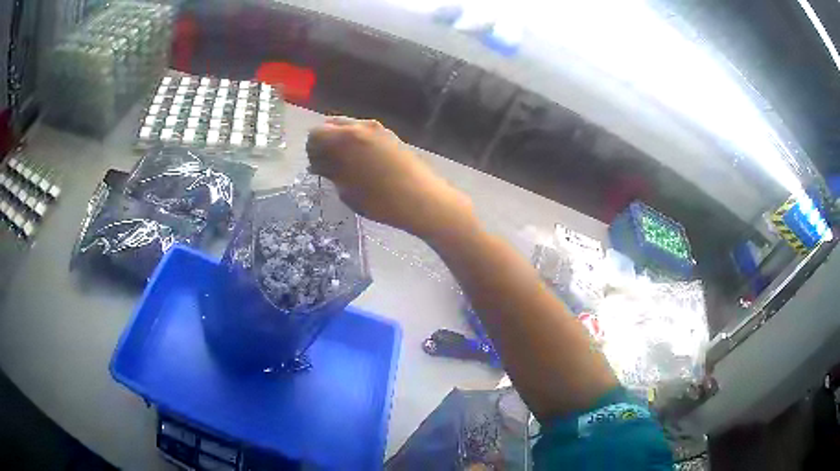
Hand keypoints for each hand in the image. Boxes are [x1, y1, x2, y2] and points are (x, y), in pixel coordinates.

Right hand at [307, 117, 475, 239]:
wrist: (424, 199)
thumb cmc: (381, 200)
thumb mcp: (347, 190)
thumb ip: (330, 172)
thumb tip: (319, 165)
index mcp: (346, 136)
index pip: (315, 133)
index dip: (311, 151)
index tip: (316, 168)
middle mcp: (361, 125)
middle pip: (331, 125)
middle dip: (325, 143)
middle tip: (327, 166)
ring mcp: (378, 128)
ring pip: (349, 128)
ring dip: (341, 143)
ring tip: (344, 167)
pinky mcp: (391, 136)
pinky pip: (364, 134)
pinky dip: (356, 144)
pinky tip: (362, 164)